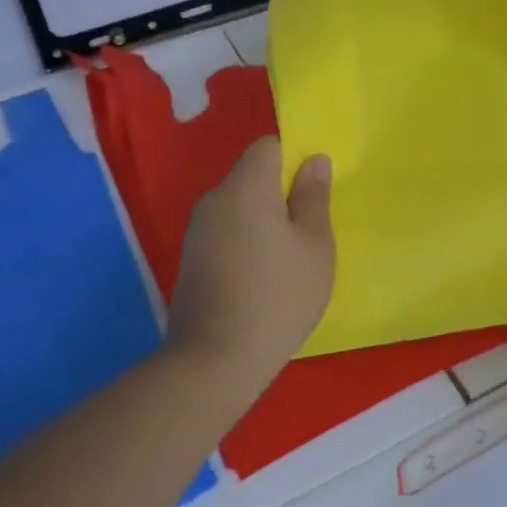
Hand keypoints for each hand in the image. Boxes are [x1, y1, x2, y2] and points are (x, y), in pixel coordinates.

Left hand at [167, 137, 334, 393]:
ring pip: (239, 205)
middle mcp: (215, 198)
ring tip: (290, 255)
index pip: (268, 146)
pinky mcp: (191, 258)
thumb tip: (314, 160)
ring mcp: (198, 229)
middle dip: (281, 191)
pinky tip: (263, 274)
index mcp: (246, 186)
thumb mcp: (314, 246)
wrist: (214, 361)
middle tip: (310, 225)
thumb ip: (313, 197)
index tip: (314, 188)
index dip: (294, 157)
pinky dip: (247, 240)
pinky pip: (226, 230)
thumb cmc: (278, 296)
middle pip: (252, 175)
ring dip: (264, 218)